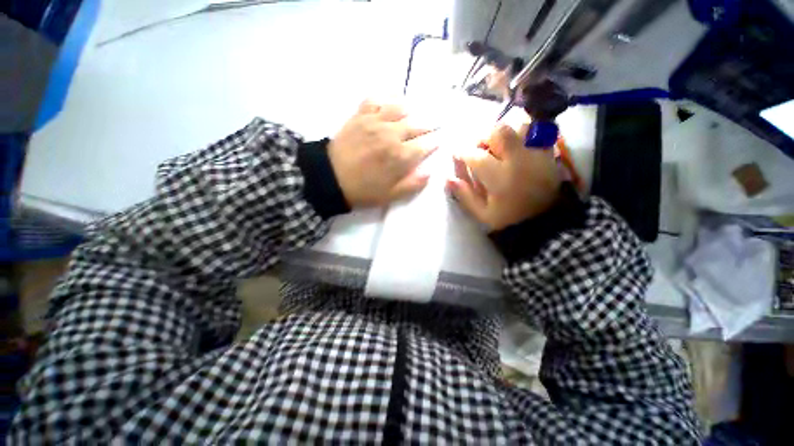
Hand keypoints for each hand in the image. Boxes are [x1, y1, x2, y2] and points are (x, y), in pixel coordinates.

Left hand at [329, 100, 435, 207]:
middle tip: (434, 125)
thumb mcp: (390, 195)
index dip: (434, 142)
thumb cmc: (363, 190)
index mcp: (400, 156)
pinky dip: (385, 99)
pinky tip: (390, 103)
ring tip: (416, 112)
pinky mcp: (360, 116)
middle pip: (417, 125)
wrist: (330, 178)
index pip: (425, 145)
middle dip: (429, 125)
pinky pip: (376, 100)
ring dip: (411, 110)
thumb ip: (412, 184)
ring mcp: (375, 122)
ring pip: (400, 108)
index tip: (439, 141)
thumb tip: (429, 173)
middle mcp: (392, 134)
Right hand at [448, 124, 560, 230]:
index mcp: (500, 179)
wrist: (543, 222)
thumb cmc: (507, 219)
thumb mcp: (481, 213)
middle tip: (477, 147)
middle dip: (482, 136)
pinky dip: (521, 132)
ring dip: (502, 132)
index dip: (462, 151)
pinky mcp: (548, 152)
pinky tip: (513, 144)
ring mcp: (536, 154)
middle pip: (499, 131)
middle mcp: (519, 161)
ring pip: (519, 125)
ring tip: (496, 145)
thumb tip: (447, 177)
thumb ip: (464, 194)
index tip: (456, 153)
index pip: (476, 155)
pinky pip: (535, 131)